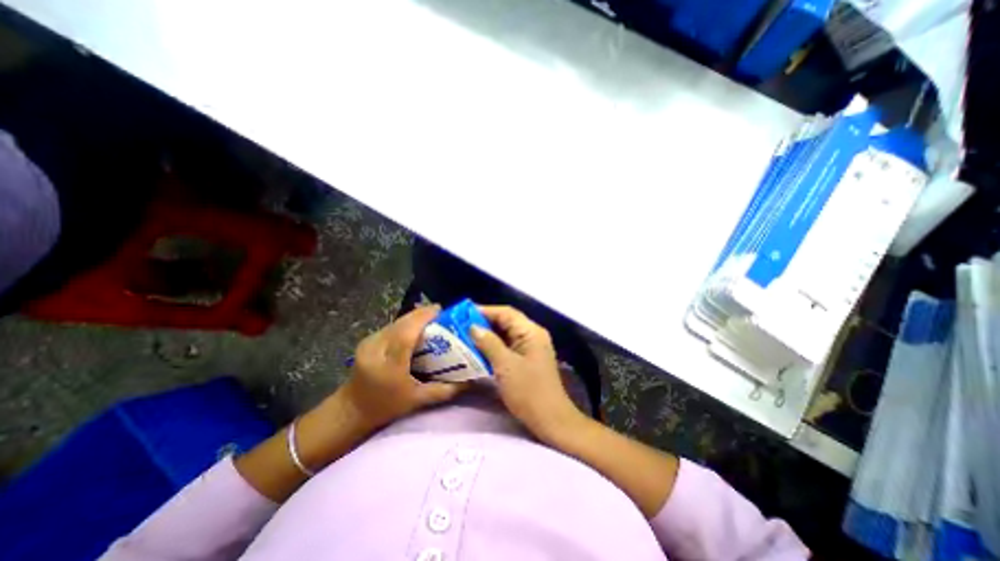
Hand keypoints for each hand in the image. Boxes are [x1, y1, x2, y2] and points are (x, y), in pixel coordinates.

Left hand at [334, 306, 462, 428]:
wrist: (351, 410)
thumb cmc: (385, 407)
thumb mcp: (417, 400)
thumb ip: (444, 390)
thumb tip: (469, 382)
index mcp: (389, 363)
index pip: (407, 332)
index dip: (424, 317)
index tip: (442, 310)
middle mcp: (376, 347)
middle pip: (402, 322)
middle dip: (423, 314)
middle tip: (442, 315)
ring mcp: (370, 341)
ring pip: (397, 321)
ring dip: (415, 317)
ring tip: (433, 320)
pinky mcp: (368, 339)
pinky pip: (392, 325)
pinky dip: (406, 323)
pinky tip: (417, 328)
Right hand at [470, 308, 587, 442]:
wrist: (550, 420)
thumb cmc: (528, 391)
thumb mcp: (505, 365)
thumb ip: (489, 343)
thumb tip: (473, 327)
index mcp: (531, 331)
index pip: (506, 313)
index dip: (485, 311)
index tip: (463, 314)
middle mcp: (532, 335)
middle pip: (506, 322)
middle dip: (484, 323)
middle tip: (461, 326)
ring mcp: (530, 348)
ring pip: (505, 335)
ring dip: (487, 335)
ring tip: (465, 336)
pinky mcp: (526, 359)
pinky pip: (507, 347)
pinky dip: (493, 347)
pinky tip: (478, 351)